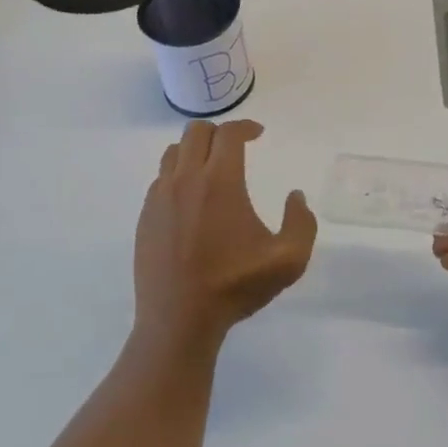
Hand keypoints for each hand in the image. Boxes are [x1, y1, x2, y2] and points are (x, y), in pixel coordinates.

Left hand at [134, 120, 317, 351]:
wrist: (179, 319)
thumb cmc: (235, 286)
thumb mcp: (288, 260)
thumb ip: (301, 223)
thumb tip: (295, 197)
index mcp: (220, 182)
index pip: (229, 134)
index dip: (245, 127)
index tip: (258, 134)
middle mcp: (186, 179)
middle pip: (196, 132)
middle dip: (219, 132)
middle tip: (235, 147)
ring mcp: (160, 197)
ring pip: (173, 152)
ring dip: (194, 150)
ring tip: (210, 168)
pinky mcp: (146, 216)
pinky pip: (160, 179)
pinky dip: (177, 175)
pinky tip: (190, 198)